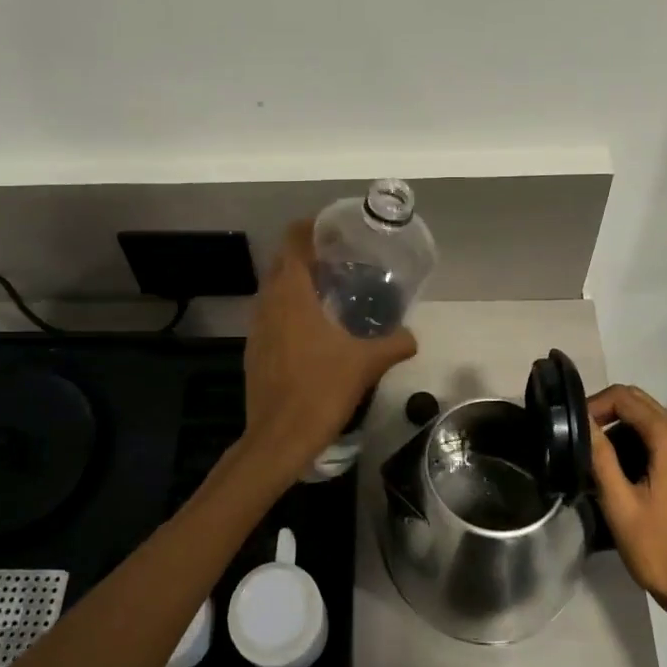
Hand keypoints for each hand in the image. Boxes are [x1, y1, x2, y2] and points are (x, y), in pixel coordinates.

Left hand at [240, 221, 416, 480]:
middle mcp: (268, 303)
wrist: (278, 438)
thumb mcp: (366, 364)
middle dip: (306, 256)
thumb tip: (412, 336)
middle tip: (339, 260)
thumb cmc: (321, 390)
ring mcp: (256, 328)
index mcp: (291, 295)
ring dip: (296, 285)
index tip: (332, 228)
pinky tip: (313, 330)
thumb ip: (393, 344)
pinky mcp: (254, 351)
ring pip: (274, 292)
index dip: (309, 228)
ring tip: (329, 292)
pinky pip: (271, 316)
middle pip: (282, 264)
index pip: (293, 242)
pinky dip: (289, 311)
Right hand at [587, 385, 666, 622]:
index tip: (573, 427)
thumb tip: (581, 420)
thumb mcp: (619, 503)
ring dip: (620, 426)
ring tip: (594, 452)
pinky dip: (637, 439)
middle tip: (580, 436)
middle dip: (606, 411)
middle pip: (639, 402)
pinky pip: (662, 437)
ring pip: (650, 419)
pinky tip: (619, 466)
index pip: (625, 398)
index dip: (594, 404)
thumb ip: (600, 456)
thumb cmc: (658, 547)